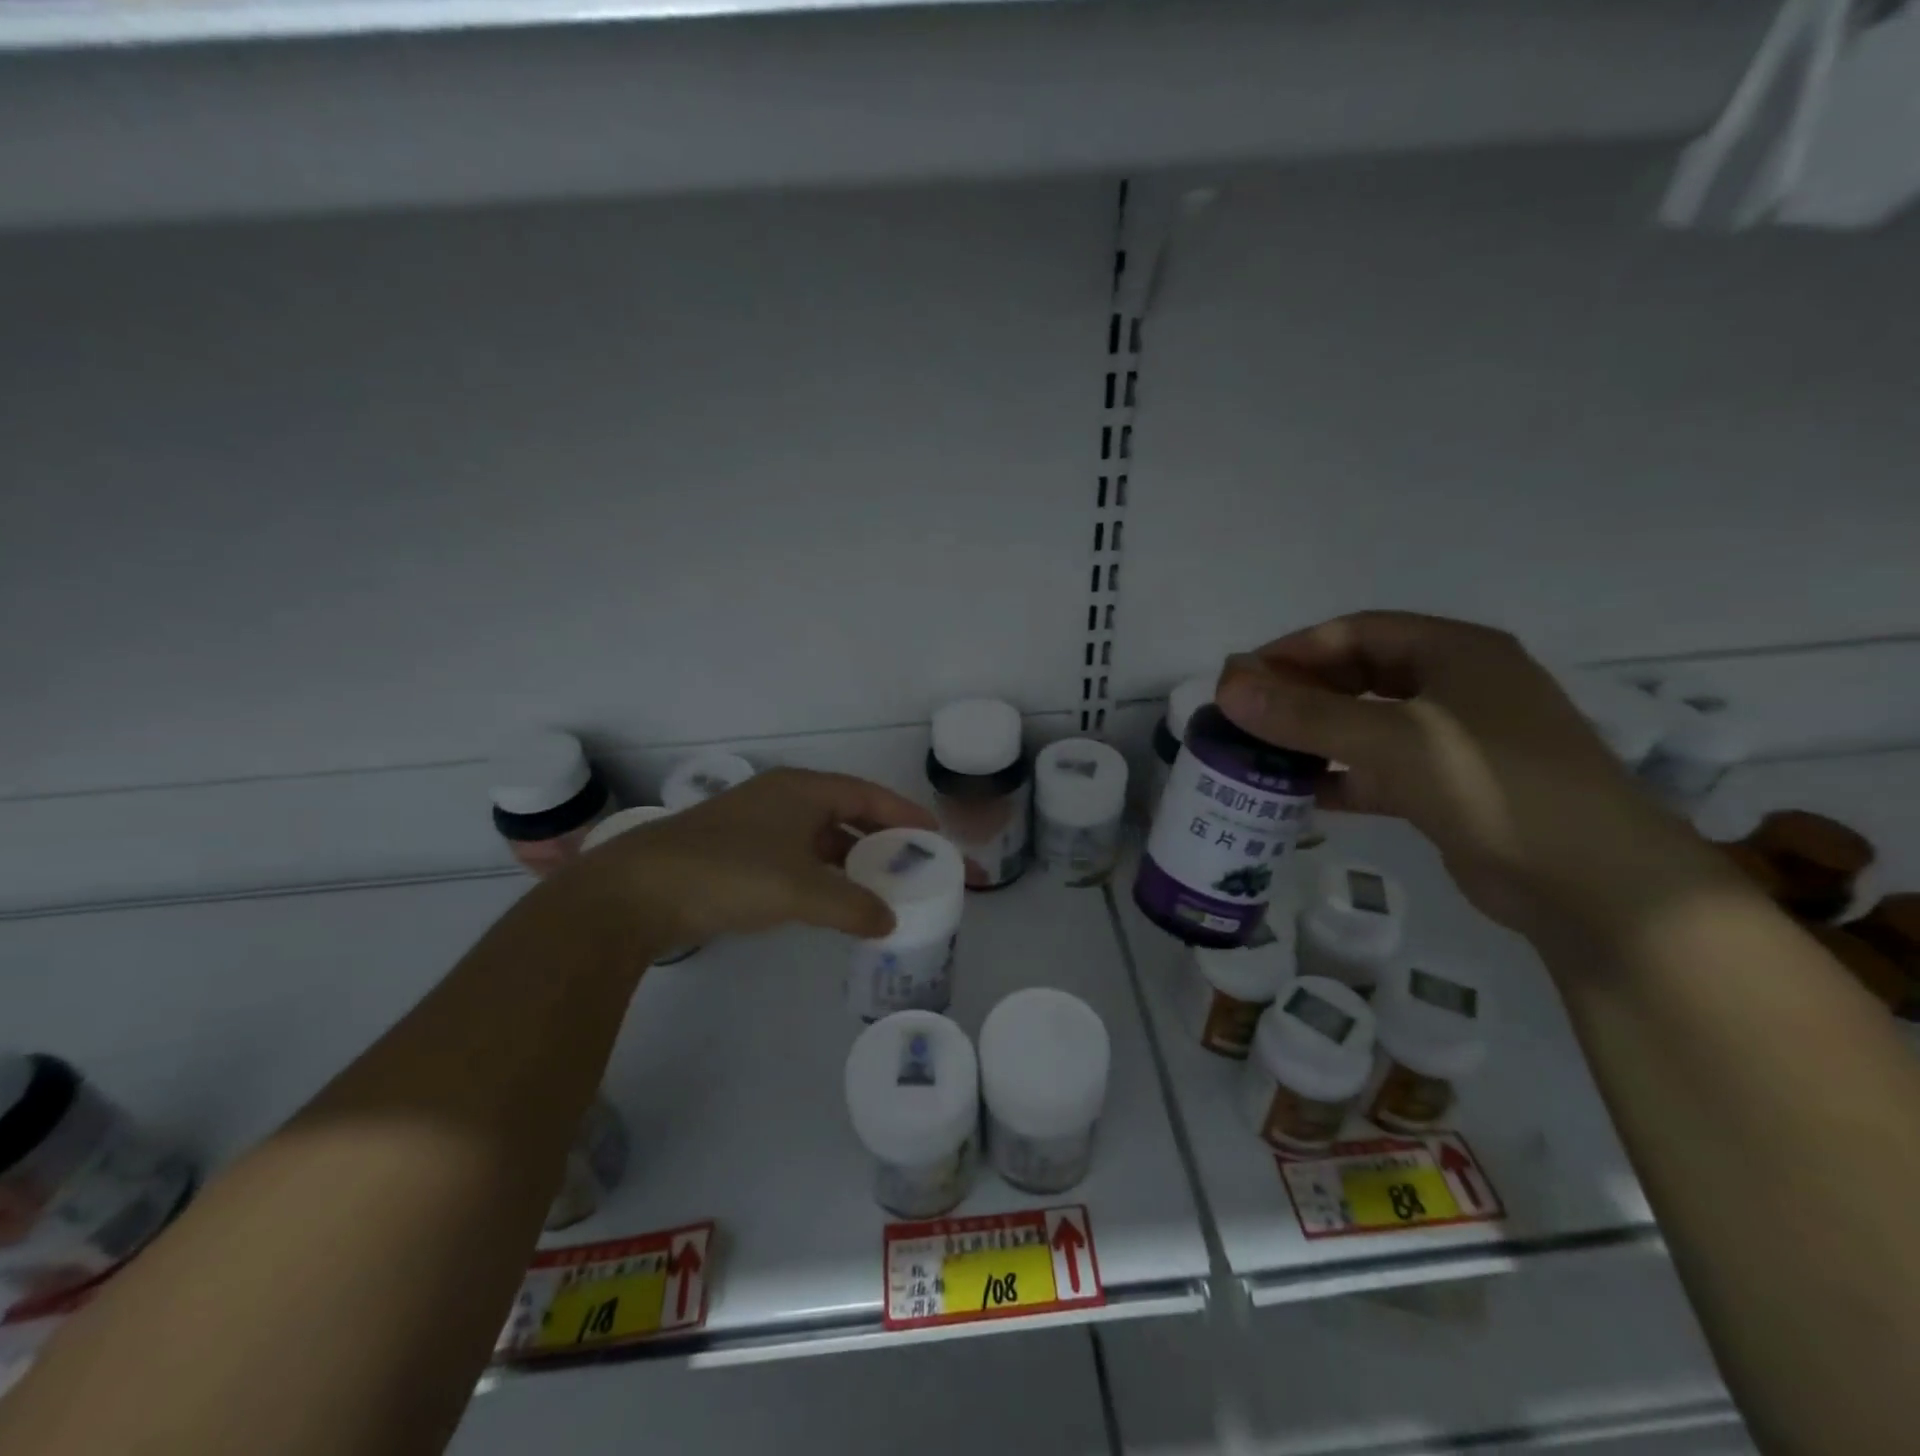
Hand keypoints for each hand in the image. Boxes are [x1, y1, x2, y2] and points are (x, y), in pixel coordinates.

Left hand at [564, 768, 938, 951]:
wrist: (636, 892)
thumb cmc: (728, 873)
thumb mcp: (800, 889)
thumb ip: (852, 905)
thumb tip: (889, 920)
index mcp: (801, 790)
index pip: (867, 795)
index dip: (903, 814)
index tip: (933, 835)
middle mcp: (782, 799)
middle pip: (845, 814)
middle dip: (879, 839)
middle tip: (912, 865)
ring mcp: (756, 826)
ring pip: (818, 839)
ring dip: (849, 861)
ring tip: (880, 887)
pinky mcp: (736, 854)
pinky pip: (795, 858)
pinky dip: (820, 876)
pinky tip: (831, 901)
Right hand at [1215, 612, 1732, 944]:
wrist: (1593, 884)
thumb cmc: (1495, 785)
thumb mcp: (1392, 741)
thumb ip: (1305, 715)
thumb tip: (1227, 686)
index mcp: (1455, 652)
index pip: (1357, 632)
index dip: (1295, 649)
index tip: (1242, 678)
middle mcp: (1457, 686)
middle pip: (1360, 676)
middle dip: (1300, 693)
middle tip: (1245, 715)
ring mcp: (1456, 741)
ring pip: (1367, 725)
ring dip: (1315, 736)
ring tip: (1260, 753)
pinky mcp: (1450, 789)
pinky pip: (1379, 770)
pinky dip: (1339, 778)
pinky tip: (1299, 795)